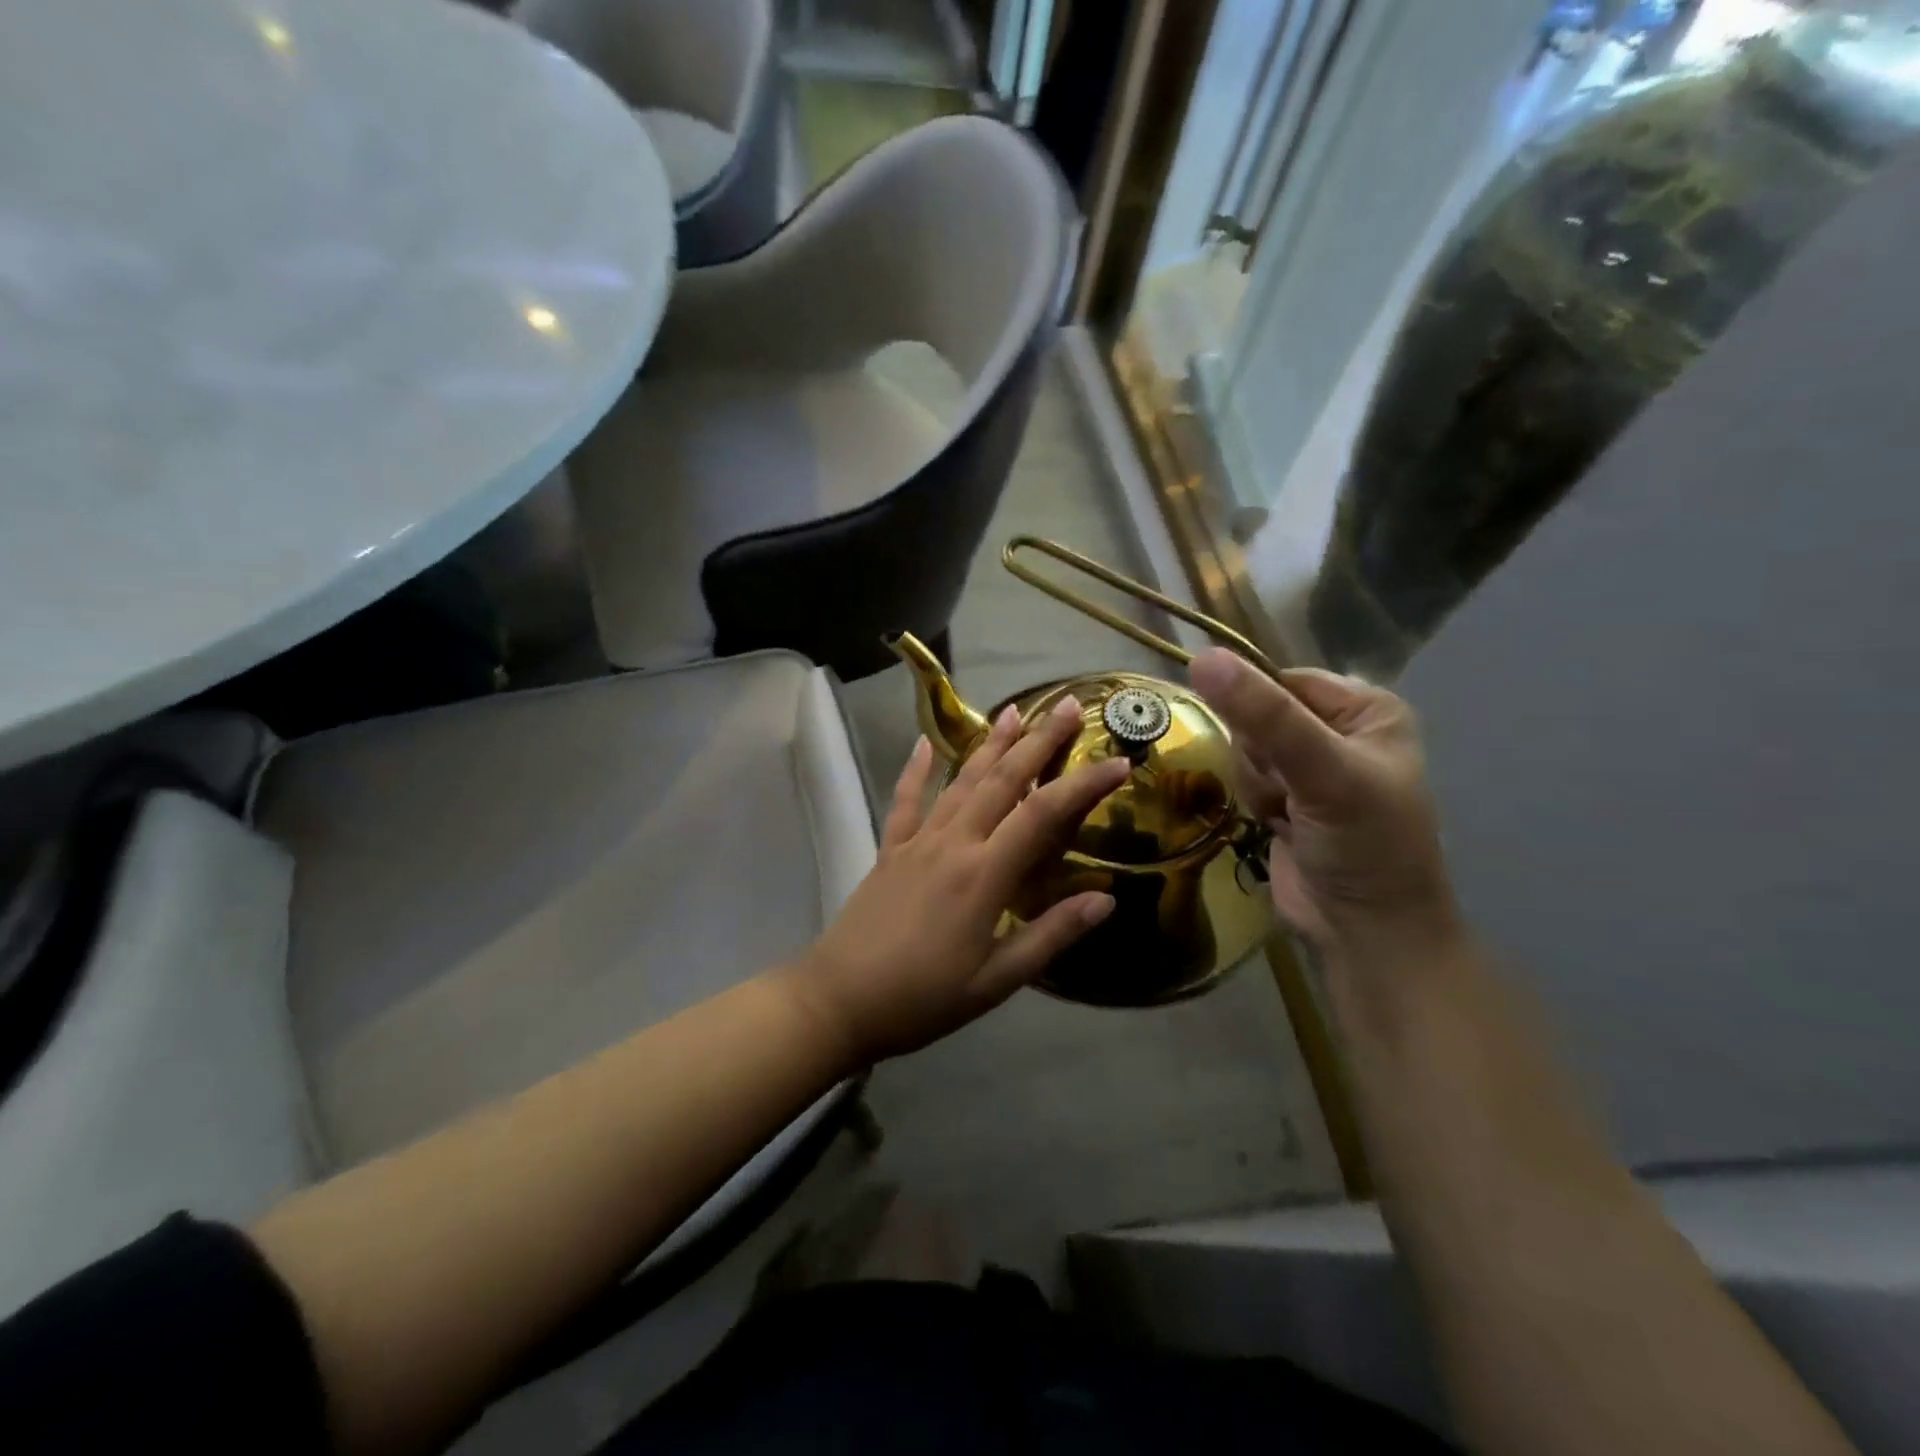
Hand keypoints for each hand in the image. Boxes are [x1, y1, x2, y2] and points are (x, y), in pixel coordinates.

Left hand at [782, 697, 1130, 1065]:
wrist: (839, 1000)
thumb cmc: (923, 997)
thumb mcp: (996, 981)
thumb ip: (1051, 936)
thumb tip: (1106, 900)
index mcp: (985, 874)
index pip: (1045, 814)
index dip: (1085, 784)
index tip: (1119, 762)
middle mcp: (953, 843)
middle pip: (1003, 780)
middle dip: (1039, 740)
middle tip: (1069, 705)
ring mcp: (917, 841)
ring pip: (960, 780)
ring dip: (990, 743)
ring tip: (1014, 710)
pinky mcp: (889, 849)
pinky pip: (905, 799)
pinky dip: (915, 769)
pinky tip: (923, 742)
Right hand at [1189, 649, 1459, 958]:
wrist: (1364, 930)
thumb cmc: (1363, 844)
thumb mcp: (1323, 772)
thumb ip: (1265, 715)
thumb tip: (1201, 657)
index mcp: (1365, 709)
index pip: (1281, 680)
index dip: (1259, 710)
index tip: (1267, 749)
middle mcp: (1338, 731)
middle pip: (1257, 715)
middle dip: (1260, 756)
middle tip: (1288, 790)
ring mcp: (1310, 768)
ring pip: (1244, 748)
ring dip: (1256, 783)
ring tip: (1286, 814)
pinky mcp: (1285, 798)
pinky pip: (1244, 777)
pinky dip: (1254, 802)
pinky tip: (1277, 825)